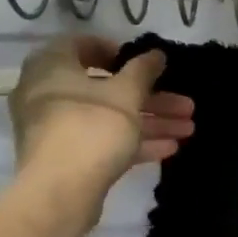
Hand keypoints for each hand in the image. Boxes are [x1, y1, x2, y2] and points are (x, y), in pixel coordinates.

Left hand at [10, 36, 194, 194]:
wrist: (60, 191)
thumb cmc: (91, 127)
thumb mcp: (126, 94)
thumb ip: (143, 71)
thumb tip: (156, 54)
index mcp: (53, 65)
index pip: (82, 45)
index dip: (118, 52)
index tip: (147, 64)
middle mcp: (49, 93)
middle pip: (107, 88)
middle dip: (151, 98)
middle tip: (186, 105)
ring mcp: (57, 128)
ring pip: (110, 118)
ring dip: (150, 122)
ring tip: (189, 129)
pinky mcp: (68, 158)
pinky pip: (104, 142)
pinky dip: (133, 142)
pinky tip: (170, 149)